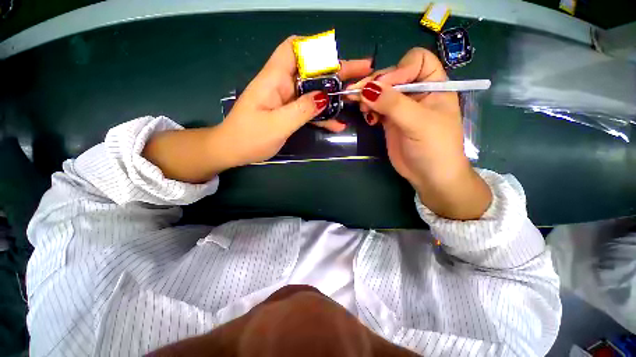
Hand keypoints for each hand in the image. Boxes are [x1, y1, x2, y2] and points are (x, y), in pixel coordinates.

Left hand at [217, 36, 372, 167]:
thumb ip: (302, 110)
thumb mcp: (277, 125)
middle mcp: (282, 85)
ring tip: (356, 97)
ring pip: (314, 91)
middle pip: (312, 70)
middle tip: (362, 71)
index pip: (294, 48)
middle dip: (336, 70)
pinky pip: (309, 110)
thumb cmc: (249, 137)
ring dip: (334, 94)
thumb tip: (326, 97)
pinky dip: (323, 115)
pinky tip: (338, 124)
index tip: (337, 57)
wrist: (234, 150)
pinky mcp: (290, 113)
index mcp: (274, 79)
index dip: (315, 48)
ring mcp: (287, 100)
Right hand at [348, 48, 491, 219]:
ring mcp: (401, 107)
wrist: (428, 176)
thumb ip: (393, 104)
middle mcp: (417, 92)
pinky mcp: (389, 120)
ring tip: (363, 109)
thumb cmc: (434, 148)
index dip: (399, 69)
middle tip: (359, 95)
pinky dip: (368, 108)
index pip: (416, 61)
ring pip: (381, 92)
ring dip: (368, 97)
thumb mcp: (417, 123)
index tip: (383, 87)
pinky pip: (376, 107)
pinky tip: (367, 117)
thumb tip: (366, 89)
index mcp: (434, 85)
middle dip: (376, 84)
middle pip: (393, 75)